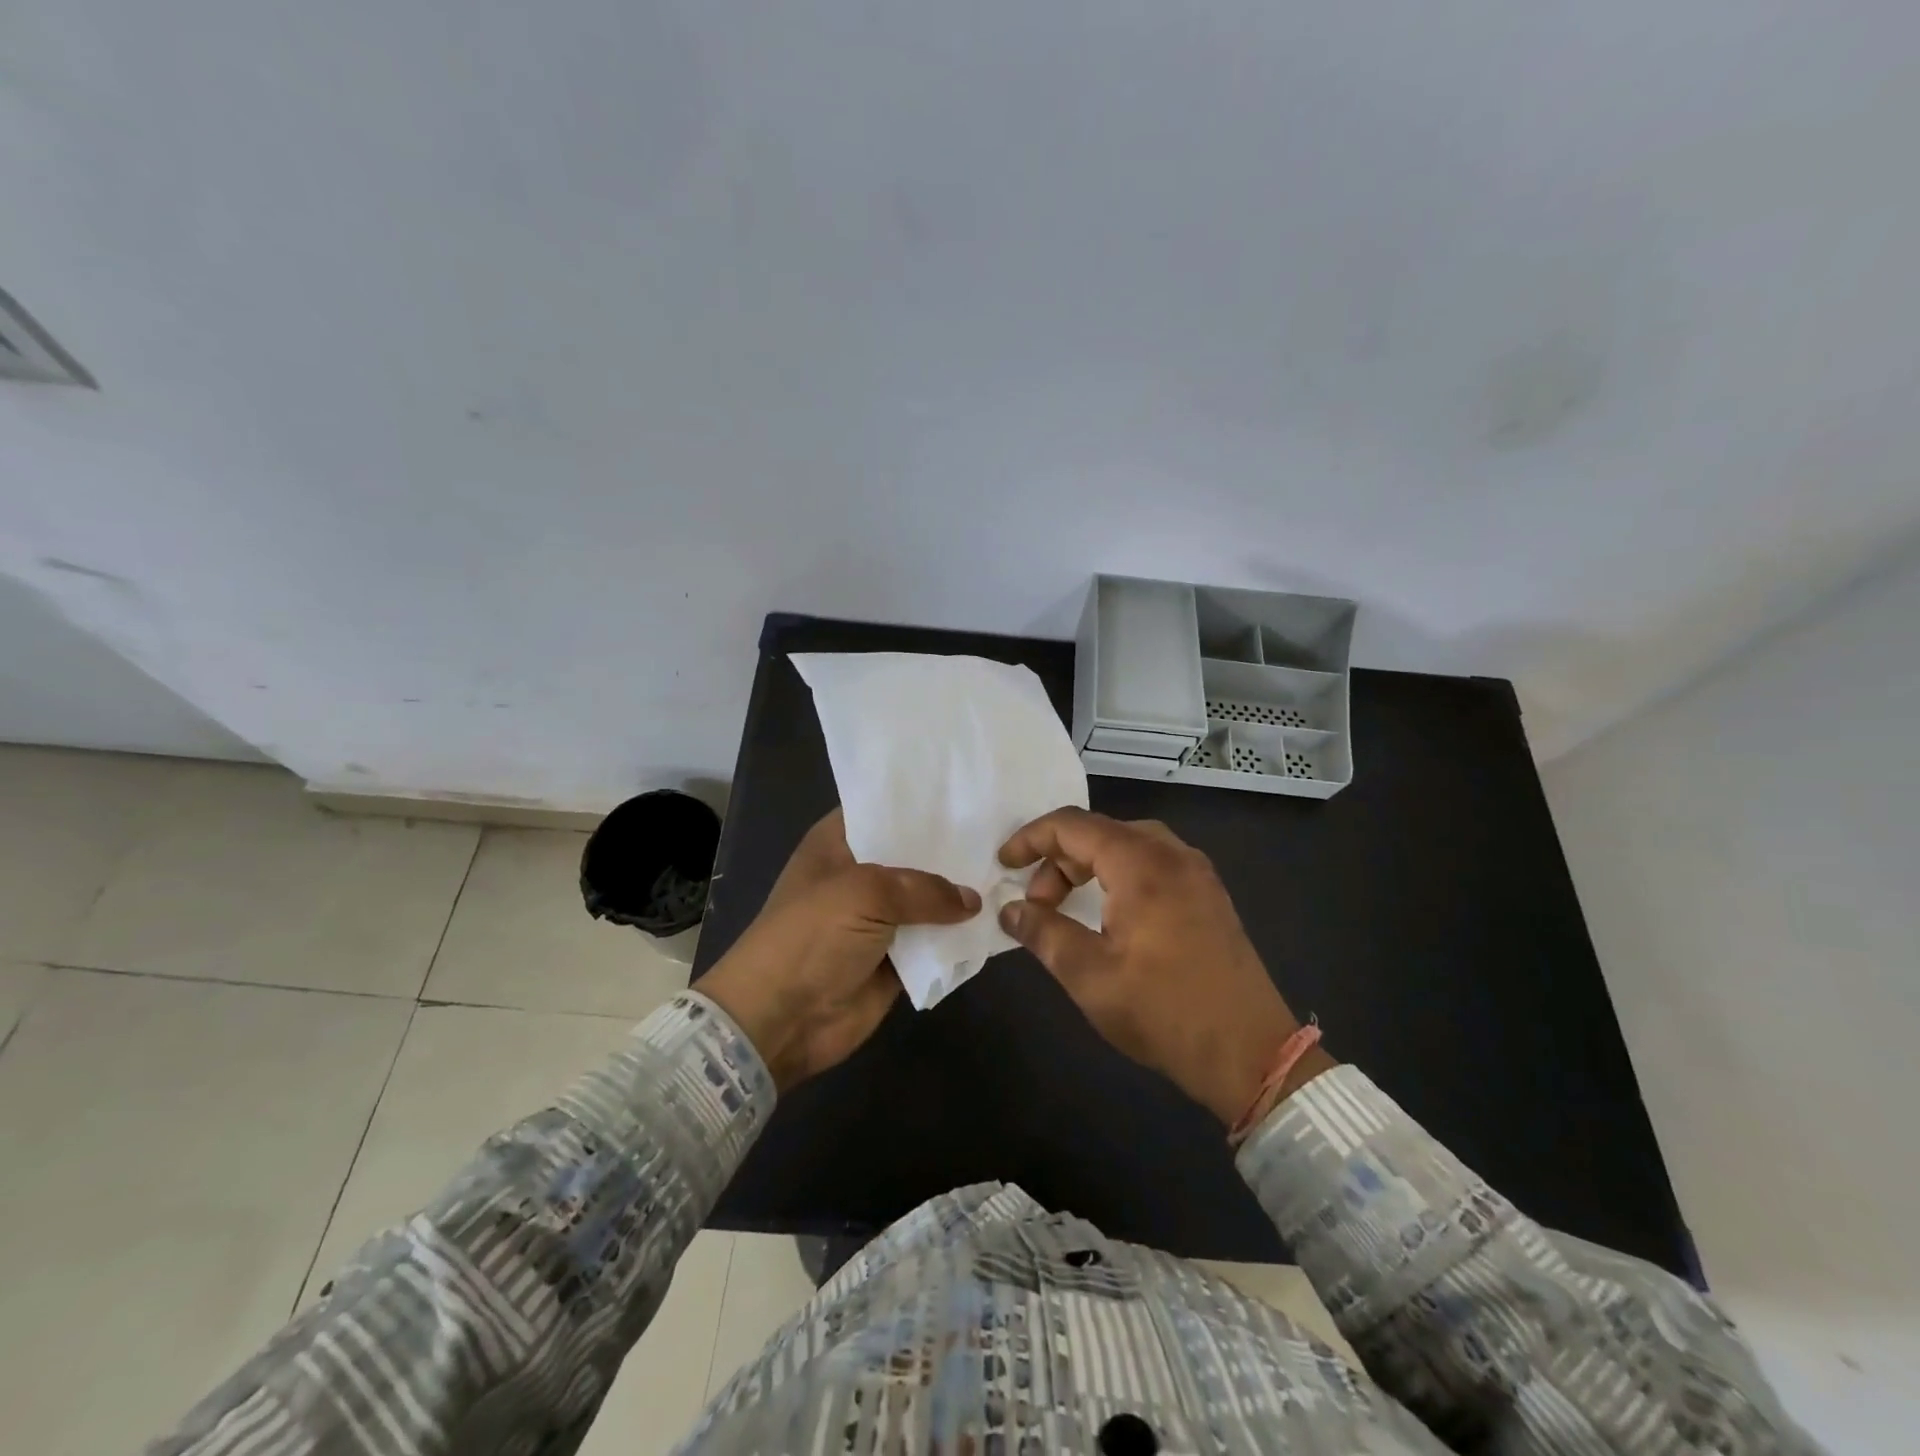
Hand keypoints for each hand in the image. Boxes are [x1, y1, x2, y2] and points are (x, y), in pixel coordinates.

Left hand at [700, 809, 980, 1091]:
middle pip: (913, 854)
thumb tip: (972, 900)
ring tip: (1010, 872)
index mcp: (838, 843)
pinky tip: (997, 918)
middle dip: (951, 848)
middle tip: (1002, 834)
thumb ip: (924, 889)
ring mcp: (877, 918)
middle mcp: (860, 874)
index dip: (921, 803)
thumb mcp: (866, 893)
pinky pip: (933, 941)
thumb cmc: (812, 936)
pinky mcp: (894, 958)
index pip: (884, 810)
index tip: (966, 793)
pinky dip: (957, 936)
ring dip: (960, 894)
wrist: (782, 1019)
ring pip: (927, 899)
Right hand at [997, 808, 1333, 1124]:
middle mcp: (1172, 854)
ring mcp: (1197, 873)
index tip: (1004, 864)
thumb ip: (1044, 933)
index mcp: (1141, 864)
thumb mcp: (1090, 976)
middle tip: (1038, 904)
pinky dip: (1119, 875)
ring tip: (1068, 909)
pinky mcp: (1210, 895)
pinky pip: (1153, 863)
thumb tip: (1010, 910)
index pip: (1073, 825)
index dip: (1031, 838)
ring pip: (1128, 845)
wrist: (1252, 1053)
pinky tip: (1110, 915)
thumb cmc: (1164, 1012)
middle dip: (1058, 860)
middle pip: (1100, 832)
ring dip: (1089, 867)